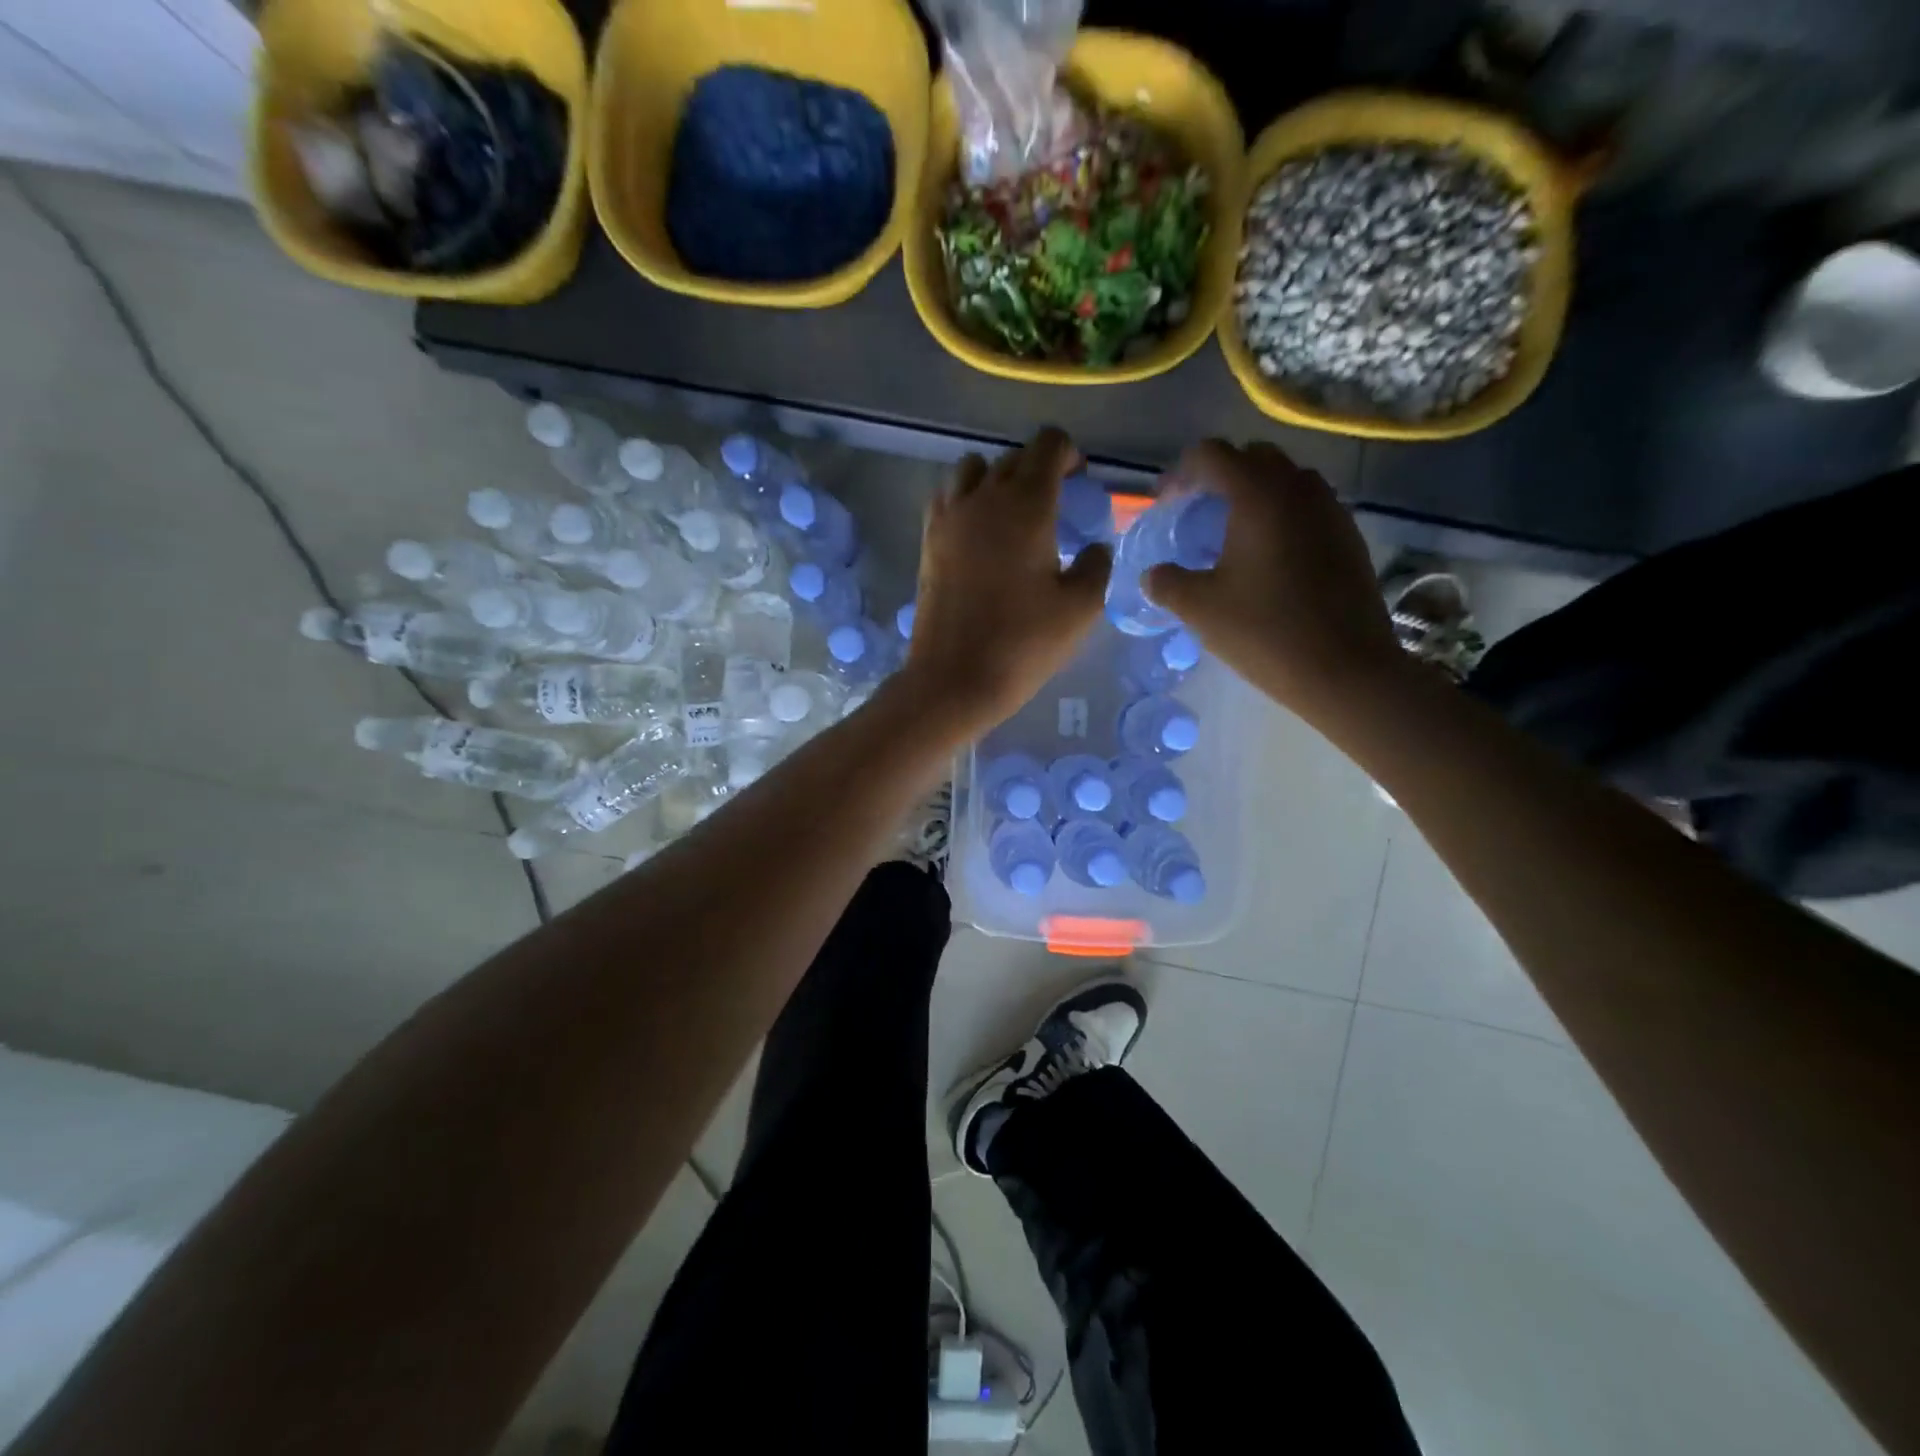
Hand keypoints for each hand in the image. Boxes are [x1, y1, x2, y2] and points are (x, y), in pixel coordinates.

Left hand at [898, 428, 1109, 738]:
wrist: (953, 678)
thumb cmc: (1023, 643)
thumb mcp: (1081, 608)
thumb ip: (1098, 565)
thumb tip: (1095, 547)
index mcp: (1026, 505)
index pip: (1048, 444)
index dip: (1069, 453)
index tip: (1079, 481)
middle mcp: (983, 497)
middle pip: (1013, 457)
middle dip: (1038, 469)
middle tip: (1055, 505)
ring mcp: (949, 517)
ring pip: (973, 470)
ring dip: (997, 479)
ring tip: (1012, 515)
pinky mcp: (928, 540)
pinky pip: (948, 497)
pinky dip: (966, 499)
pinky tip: (979, 533)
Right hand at [1144, 440, 1403, 725]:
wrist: (1345, 669)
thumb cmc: (1264, 632)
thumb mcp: (1200, 609)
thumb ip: (1167, 583)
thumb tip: (1152, 574)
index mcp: (1257, 495)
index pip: (1211, 455)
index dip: (1180, 474)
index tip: (1165, 505)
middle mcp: (1298, 489)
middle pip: (1252, 458)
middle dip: (1219, 477)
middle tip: (1196, 514)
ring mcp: (1331, 510)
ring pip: (1285, 481)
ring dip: (1254, 495)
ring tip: (1232, 535)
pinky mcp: (1349, 536)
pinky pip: (1307, 507)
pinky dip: (1281, 517)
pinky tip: (1268, 559)